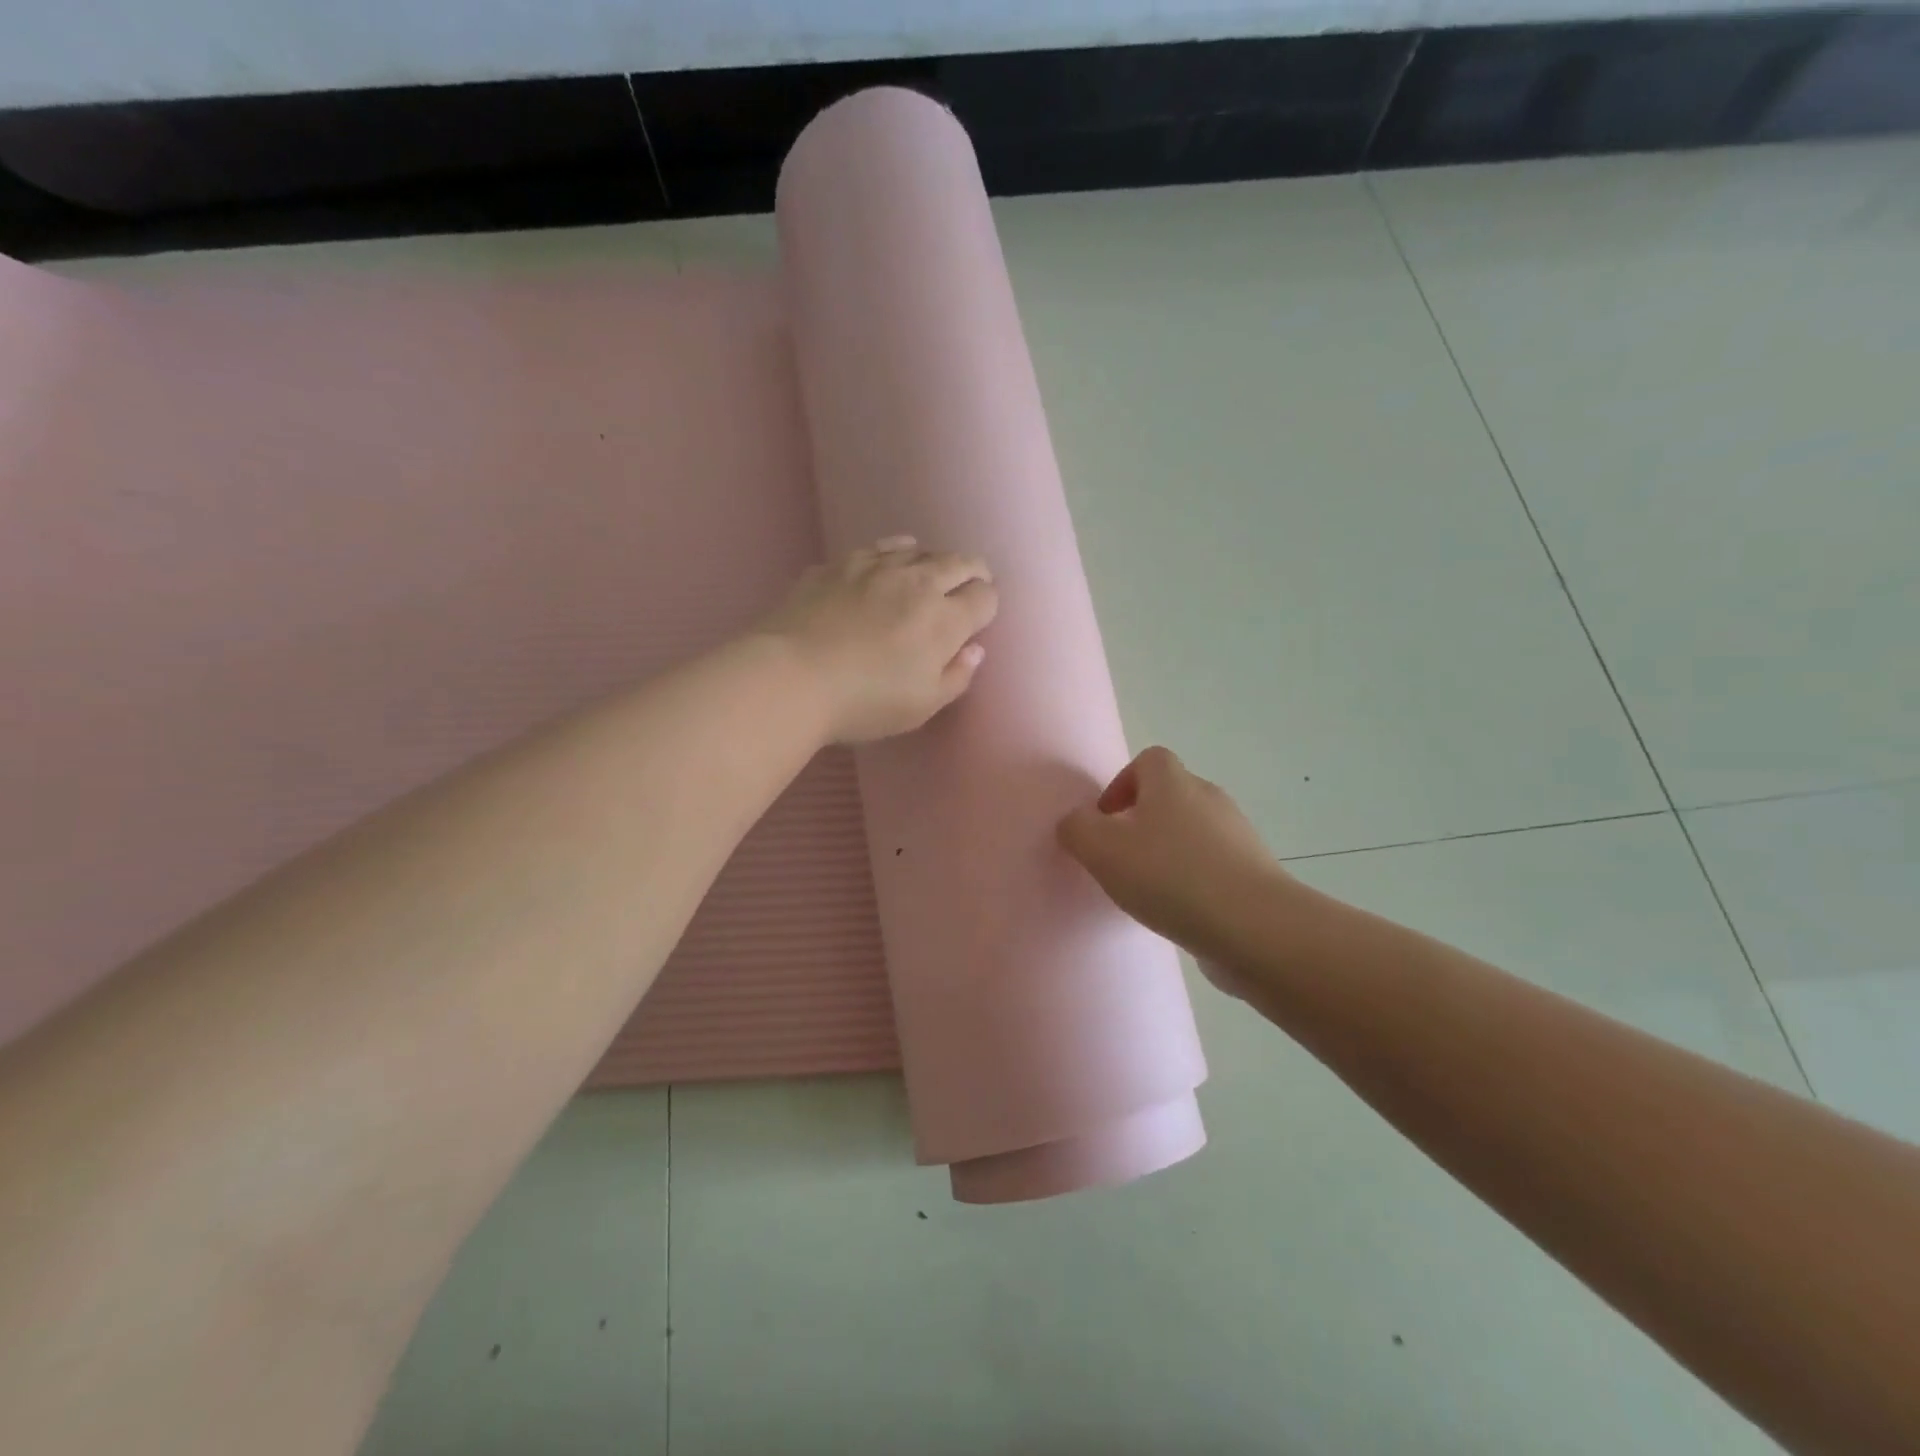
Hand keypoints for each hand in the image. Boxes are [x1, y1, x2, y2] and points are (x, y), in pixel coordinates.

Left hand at [760, 537, 997, 744]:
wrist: (791, 676)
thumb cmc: (864, 702)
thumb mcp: (921, 707)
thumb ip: (956, 677)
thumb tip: (974, 650)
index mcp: (944, 619)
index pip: (984, 596)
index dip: (987, 605)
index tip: (978, 618)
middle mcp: (917, 582)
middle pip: (959, 562)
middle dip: (971, 573)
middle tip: (967, 586)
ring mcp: (875, 567)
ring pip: (918, 549)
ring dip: (931, 561)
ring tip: (927, 574)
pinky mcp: (839, 565)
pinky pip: (877, 549)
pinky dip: (891, 554)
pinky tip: (884, 566)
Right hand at [1057, 747, 1290, 987]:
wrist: (1253, 927)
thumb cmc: (1170, 876)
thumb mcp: (1101, 849)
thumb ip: (1077, 828)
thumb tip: (1076, 823)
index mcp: (1173, 782)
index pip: (1148, 760)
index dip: (1122, 784)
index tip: (1106, 822)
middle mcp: (1209, 798)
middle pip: (1170, 796)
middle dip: (1142, 823)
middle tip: (1121, 859)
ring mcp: (1238, 836)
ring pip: (1192, 833)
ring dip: (1168, 854)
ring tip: (1149, 892)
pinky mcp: (1254, 873)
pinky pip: (1213, 867)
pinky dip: (1194, 881)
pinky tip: (1180, 913)